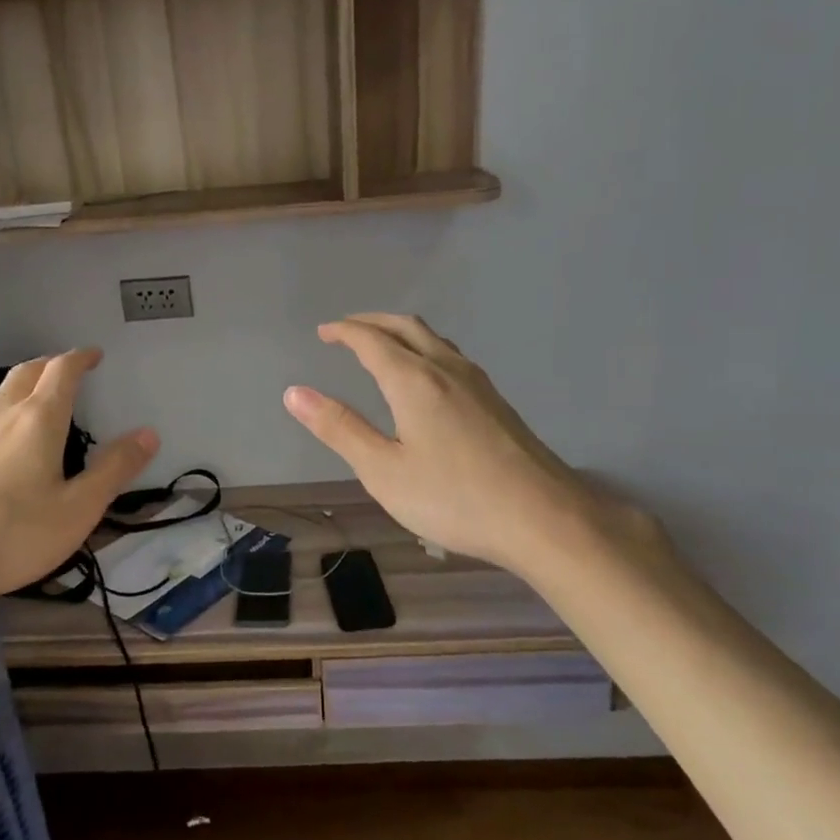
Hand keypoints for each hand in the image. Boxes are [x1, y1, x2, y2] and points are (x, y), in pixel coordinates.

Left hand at [0, 349, 157, 610]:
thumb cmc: (13, 534)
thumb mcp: (78, 508)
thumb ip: (114, 469)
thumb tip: (148, 433)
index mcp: (38, 419)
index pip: (62, 371)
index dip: (81, 358)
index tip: (95, 355)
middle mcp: (2, 414)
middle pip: (27, 371)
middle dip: (51, 365)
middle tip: (70, 371)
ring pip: (0, 391)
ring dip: (24, 384)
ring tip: (39, 398)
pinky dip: (4, 409)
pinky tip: (3, 438)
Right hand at [284, 315, 663, 582]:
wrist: (544, 518)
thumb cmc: (454, 498)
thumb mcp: (384, 470)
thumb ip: (340, 429)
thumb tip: (295, 392)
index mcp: (414, 380)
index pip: (371, 340)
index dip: (344, 332)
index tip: (323, 332)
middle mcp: (447, 369)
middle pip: (406, 327)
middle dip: (372, 322)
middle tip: (346, 330)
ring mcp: (478, 383)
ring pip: (434, 339)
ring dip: (401, 332)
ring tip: (381, 346)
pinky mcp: (496, 402)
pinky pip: (451, 357)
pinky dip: (424, 350)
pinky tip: (426, 378)